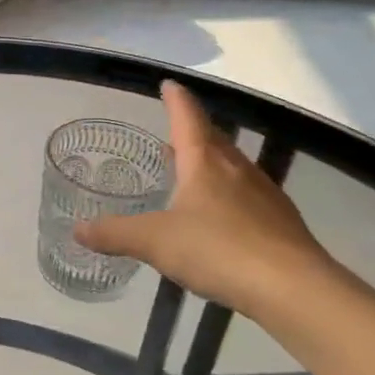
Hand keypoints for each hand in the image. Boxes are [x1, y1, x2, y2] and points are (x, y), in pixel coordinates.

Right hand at [76, 82, 335, 326]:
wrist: (296, 291)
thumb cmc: (219, 250)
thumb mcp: (154, 242)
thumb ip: (114, 233)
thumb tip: (77, 229)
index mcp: (205, 162)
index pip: (188, 118)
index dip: (176, 100)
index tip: (168, 84)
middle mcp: (237, 170)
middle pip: (214, 140)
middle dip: (193, 132)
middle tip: (173, 133)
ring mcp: (265, 196)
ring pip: (233, 167)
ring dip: (212, 163)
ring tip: (191, 172)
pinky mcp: (282, 224)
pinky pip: (248, 196)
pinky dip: (229, 194)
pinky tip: (220, 217)